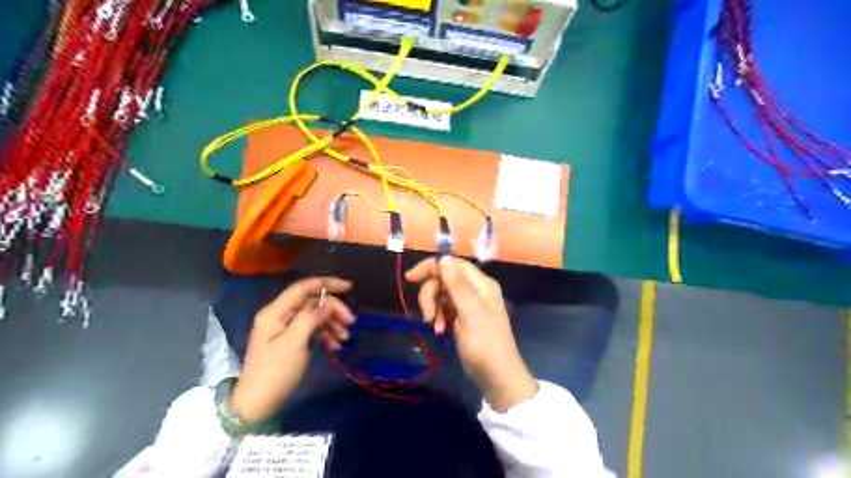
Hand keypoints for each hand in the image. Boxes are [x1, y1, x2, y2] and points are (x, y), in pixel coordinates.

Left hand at [231, 277, 353, 422]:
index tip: (350, 288)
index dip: (328, 284)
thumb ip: (312, 317)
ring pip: (314, 316)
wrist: (258, 404)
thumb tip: (329, 303)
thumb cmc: (276, 371)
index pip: (304, 287)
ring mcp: (284, 328)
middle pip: (312, 302)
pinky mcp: (289, 340)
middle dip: (333, 309)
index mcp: (276, 311)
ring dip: (331, 323)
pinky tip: (335, 345)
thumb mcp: (295, 342)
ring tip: (345, 338)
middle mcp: (279, 315)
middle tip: (351, 322)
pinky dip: (325, 334)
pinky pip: (311, 329)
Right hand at [406, 258, 537, 410]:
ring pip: (441, 294)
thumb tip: (443, 257)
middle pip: (444, 279)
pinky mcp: (462, 318)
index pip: (452, 264)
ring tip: (434, 326)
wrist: (496, 375)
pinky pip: (444, 309)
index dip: (431, 267)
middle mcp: (475, 290)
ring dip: (433, 308)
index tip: (411, 278)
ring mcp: (468, 305)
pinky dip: (438, 318)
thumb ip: (457, 284)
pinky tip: (439, 331)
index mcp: (480, 284)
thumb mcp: (470, 311)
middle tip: (428, 314)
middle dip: (431, 294)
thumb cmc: (485, 342)